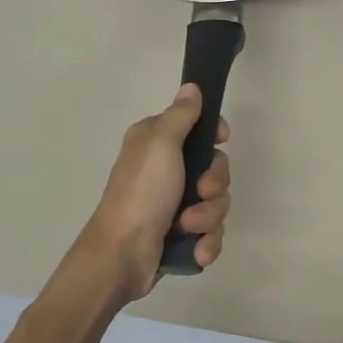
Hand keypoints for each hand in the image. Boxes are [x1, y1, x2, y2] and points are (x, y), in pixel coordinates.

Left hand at [79, 84, 231, 301]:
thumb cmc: (141, 193)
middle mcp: (166, 171)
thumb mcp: (160, 144)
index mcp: (157, 144)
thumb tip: (192, 88)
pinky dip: (206, 243)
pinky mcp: (181, 236)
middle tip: (200, 191)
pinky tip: (195, 250)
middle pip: (216, 169)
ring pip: (217, 203)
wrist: (122, 255)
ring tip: (187, 227)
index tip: (221, 140)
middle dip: (215, 185)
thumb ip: (180, 115)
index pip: (199, 129)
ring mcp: (175, 205)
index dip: (214, 136)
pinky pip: (212, 233)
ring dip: (208, 217)